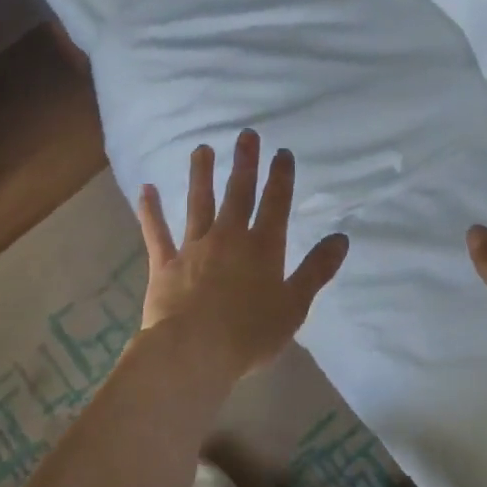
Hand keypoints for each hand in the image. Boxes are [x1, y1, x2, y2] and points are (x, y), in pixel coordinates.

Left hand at [138, 130, 350, 379]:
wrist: (193, 352)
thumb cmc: (250, 333)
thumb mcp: (294, 305)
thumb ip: (316, 270)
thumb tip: (341, 238)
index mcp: (263, 248)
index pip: (276, 204)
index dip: (280, 177)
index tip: (282, 152)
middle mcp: (229, 238)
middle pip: (238, 194)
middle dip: (244, 164)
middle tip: (246, 135)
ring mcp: (194, 248)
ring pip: (198, 204)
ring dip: (201, 175)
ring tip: (202, 149)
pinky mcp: (165, 264)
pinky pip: (157, 233)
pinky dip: (151, 211)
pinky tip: (146, 189)